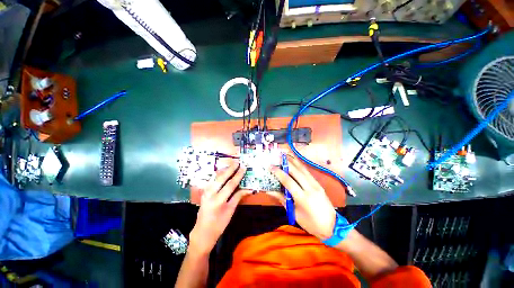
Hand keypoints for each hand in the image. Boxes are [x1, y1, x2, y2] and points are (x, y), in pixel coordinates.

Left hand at [189, 162, 249, 253]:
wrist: (203, 232)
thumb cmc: (219, 224)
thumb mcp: (230, 211)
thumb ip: (238, 197)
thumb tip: (248, 189)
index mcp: (218, 200)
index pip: (230, 184)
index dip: (238, 175)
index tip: (243, 168)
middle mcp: (210, 194)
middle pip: (222, 178)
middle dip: (230, 169)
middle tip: (237, 162)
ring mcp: (205, 192)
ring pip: (215, 178)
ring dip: (224, 170)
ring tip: (231, 165)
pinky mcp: (204, 192)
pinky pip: (212, 180)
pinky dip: (218, 175)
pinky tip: (223, 172)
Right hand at [269, 157, 336, 239]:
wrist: (332, 226)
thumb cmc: (311, 223)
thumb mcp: (294, 213)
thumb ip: (282, 199)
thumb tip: (269, 191)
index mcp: (303, 198)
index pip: (288, 181)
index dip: (278, 173)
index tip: (271, 167)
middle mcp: (310, 188)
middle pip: (296, 172)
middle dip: (286, 163)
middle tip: (277, 157)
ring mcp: (316, 185)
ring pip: (303, 169)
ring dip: (293, 161)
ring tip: (286, 154)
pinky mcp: (319, 184)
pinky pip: (308, 172)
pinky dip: (300, 165)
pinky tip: (295, 161)